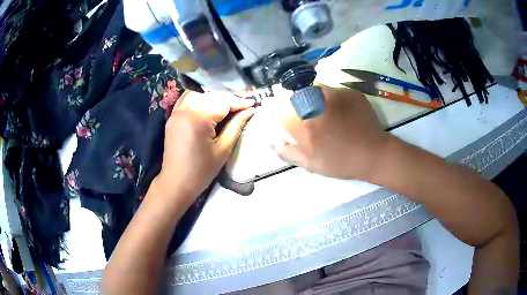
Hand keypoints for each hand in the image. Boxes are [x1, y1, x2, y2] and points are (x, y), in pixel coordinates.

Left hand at [157, 91, 254, 205]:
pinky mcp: (172, 117)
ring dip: (214, 98)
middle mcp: (185, 110)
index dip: (239, 102)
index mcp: (198, 118)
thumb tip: (249, 111)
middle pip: (211, 96)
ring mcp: (176, 112)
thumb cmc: (201, 171)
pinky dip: (199, 99)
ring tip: (227, 107)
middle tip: (244, 106)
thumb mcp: (223, 150)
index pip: (222, 102)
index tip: (253, 104)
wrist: (176, 183)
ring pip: (199, 95)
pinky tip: (208, 106)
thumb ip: (236, 126)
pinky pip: (186, 100)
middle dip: (229, 100)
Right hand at [272, 87, 388, 180]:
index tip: (280, 115)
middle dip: (294, 104)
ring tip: (323, 113)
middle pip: (294, 95)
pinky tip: (338, 111)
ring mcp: (335, 95)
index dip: (275, 110)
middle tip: (306, 117)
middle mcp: (316, 105)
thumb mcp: (310, 164)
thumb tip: (268, 138)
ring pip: (312, 89)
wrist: (373, 154)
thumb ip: (286, 151)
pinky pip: (331, 89)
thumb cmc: (340, 162)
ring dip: (311, 98)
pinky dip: (329, 97)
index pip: (278, 108)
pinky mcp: (349, 91)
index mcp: (304, 125)